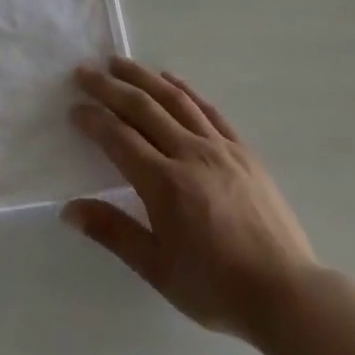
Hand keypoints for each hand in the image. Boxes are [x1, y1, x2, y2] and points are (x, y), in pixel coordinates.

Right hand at [65, 58, 316, 342]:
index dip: (93, 119)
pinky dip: (185, 88)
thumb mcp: (158, 270)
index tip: (74, 107)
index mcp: (164, 184)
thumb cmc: (216, 288)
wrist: (285, 292)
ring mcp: (219, 147)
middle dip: (109, 87)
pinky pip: (208, 109)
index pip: (119, 138)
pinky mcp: (242, 149)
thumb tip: (69, 209)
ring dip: (143, 77)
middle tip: (85, 71)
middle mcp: (189, 153)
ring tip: (119, 62)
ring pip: (174, 99)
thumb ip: (113, 233)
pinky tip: (170, 79)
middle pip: (142, 108)